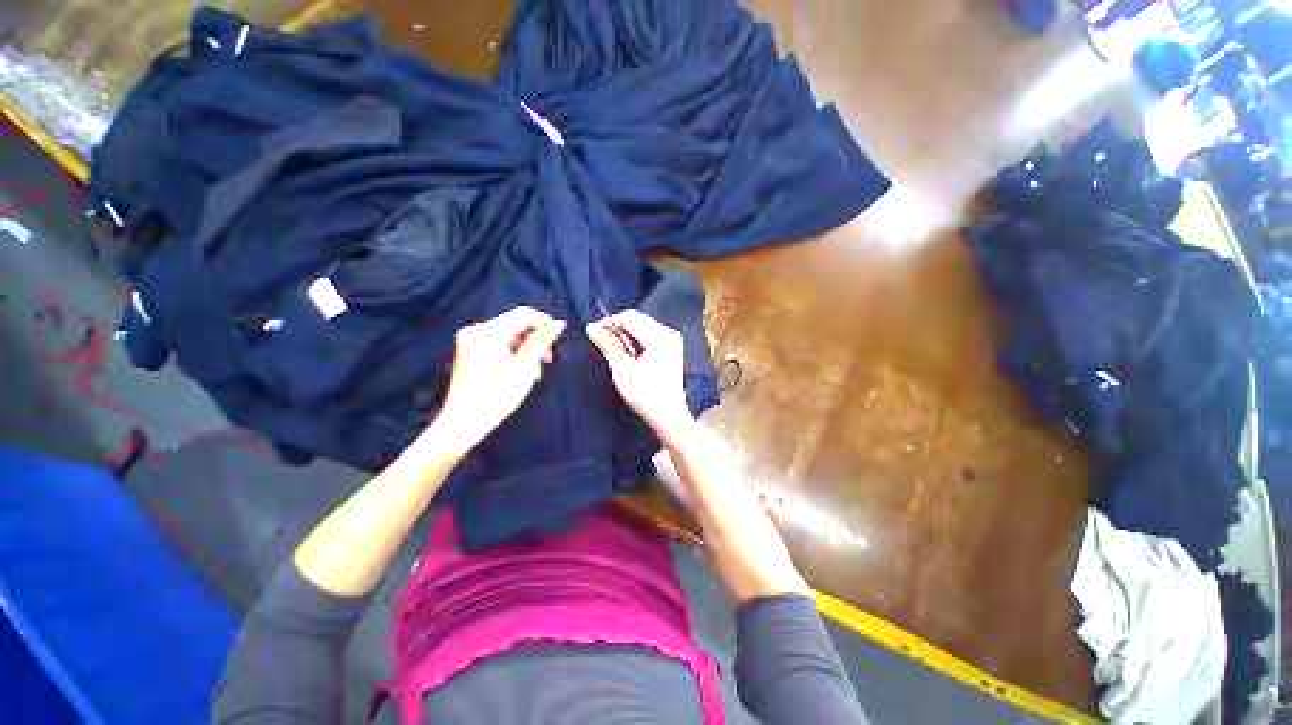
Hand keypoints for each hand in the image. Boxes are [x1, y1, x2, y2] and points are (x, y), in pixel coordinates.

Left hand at [434, 306, 565, 451]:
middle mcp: (476, 329)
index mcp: (488, 331)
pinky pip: (499, 343)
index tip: (558, 339)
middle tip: (547, 361)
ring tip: (535, 372)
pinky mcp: (470, 350)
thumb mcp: (526, 367)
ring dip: (527, 348)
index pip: (524, 313)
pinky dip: (513, 353)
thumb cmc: (498, 395)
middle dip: (536, 339)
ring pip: (510, 334)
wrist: (464, 422)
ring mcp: (471, 339)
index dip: (545, 322)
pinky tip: (521, 371)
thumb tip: (559, 323)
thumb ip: (542, 341)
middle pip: (516, 324)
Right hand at [587, 309, 692, 435]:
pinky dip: (634, 340)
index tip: (592, 332)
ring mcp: (671, 340)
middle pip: (637, 319)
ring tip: (609, 345)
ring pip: (642, 326)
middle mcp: (668, 333)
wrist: (668, 415)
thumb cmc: (645, 394)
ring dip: (625, 333)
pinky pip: (648, 335)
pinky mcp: (670, 348)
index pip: (630, 317)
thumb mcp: (623, 369)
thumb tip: (591, 328)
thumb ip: (608, 345)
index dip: (609, 322)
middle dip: (617, 327)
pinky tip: (624, 350)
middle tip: (599, 339)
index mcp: (659, 336)